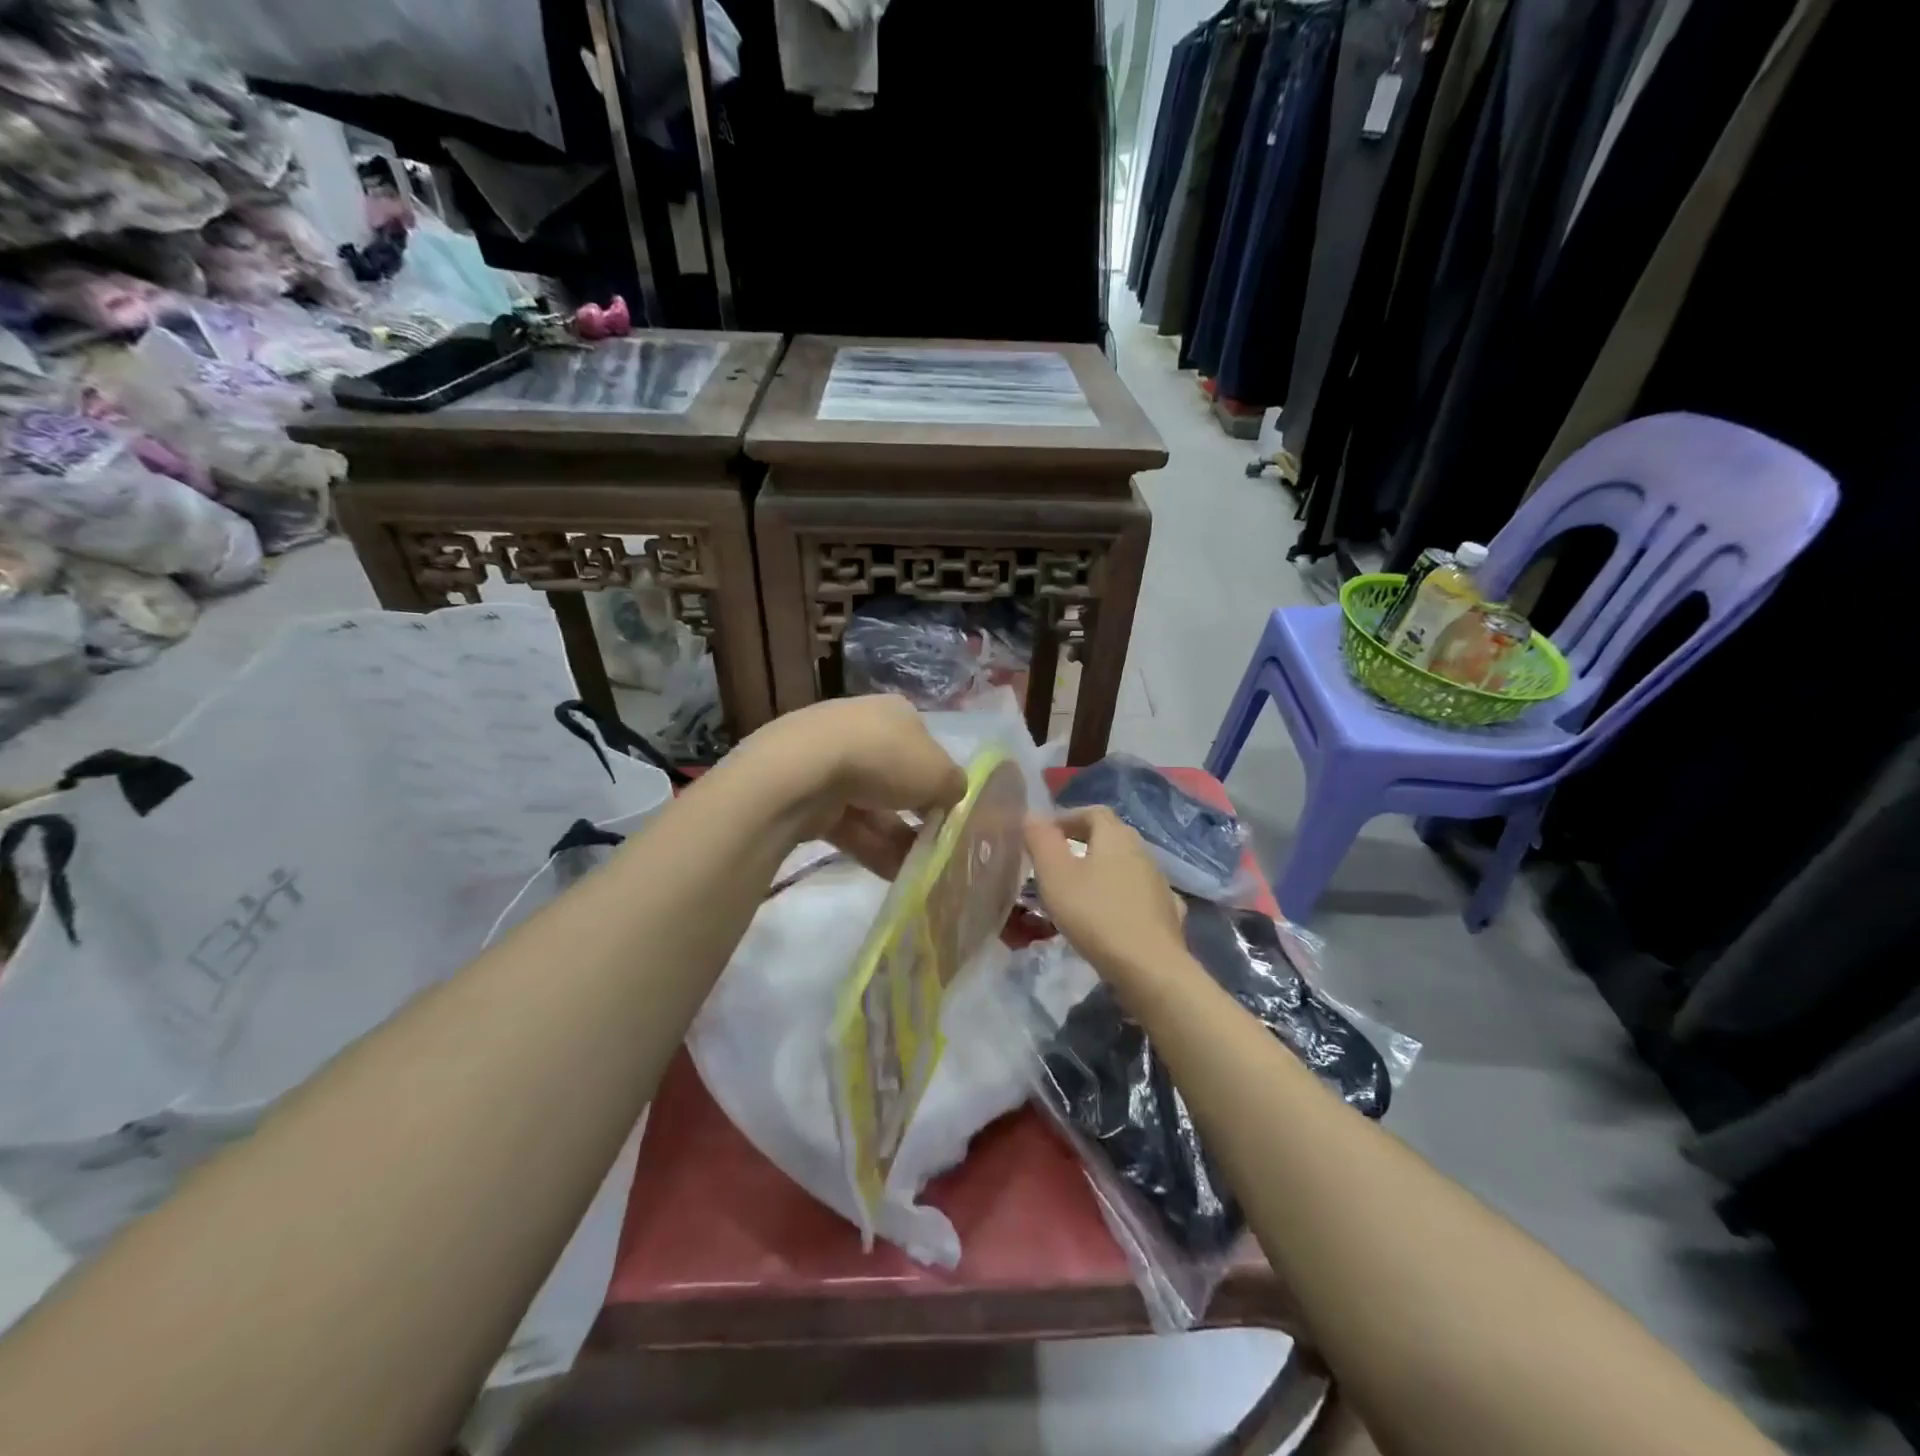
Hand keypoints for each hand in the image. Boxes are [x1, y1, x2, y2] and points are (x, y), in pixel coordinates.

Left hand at [741, 696, 967, 857]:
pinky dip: (870, 848)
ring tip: (919, 871)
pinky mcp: (807, 795)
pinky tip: (893, 874)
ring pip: (872, 806)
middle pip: (896, 778)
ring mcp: (829, 761)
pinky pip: (848, 824)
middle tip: (935, 845)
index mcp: (895, 712)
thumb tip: (952, 796)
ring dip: (897, 839)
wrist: (805, 772)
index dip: (938, 778)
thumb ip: (954, 786)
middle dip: (915, 814)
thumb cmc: (884, 759)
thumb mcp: (940, 774)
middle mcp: (862, 729)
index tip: (948, 810)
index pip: (924, 745)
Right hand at [1025, 807, 1186, 983]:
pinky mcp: (1168, 913)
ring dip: (1104, 870)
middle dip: (1084, 842)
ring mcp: (1160, 883)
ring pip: (1127, 865)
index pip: (1093, 812)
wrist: (1149, 967)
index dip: (1068, 818)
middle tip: (1058, 862)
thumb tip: (1032, 814)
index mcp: (1115, 837)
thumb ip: (1041, 840)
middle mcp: (1142, 852)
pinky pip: (1141, 894)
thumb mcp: (1055, 875)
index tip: (1045, 836)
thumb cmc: (1095, 914)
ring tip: (1081, 891)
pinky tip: (1114, 913)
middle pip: (1112, 836)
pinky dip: (1124, 896)